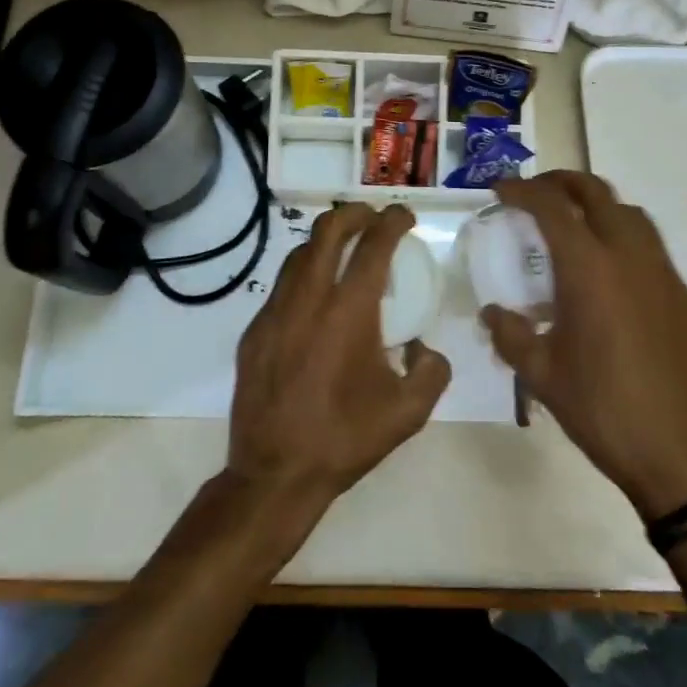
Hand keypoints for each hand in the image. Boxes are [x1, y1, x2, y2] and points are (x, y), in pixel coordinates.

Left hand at [225, 202, 451, 526]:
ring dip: (324, 241)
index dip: (393, 221)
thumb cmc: (345, 438)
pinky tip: (314, 298)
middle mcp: (309, 299)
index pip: (373, 245)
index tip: (404, 216)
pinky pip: (280, 286)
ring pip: (298, 254)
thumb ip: (432, 370)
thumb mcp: (409, 412)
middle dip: (354, 213)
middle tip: (372, 217)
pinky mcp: (254, 331)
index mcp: (349, 311)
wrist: (275, 473)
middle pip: (327, 231)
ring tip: (343, 250)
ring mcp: (274, 312)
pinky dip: (303, 275)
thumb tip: (423, 348)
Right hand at [482, 171, 686, 519]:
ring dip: (597, 206)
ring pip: (630, 214)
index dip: (522, 191)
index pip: (552, 207)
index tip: (501, 190)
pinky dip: (623, 240)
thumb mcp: (542, 375)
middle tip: (535, 192)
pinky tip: (611, 278)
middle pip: (596, 192)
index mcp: (590, 270)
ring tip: (573, 227)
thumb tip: (493, 313)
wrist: (683, 456)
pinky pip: (651, 249)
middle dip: (561, 182)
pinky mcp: (685, 298)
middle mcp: (630, 257)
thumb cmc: (603, 411)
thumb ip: (510, 335)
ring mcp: (664, 274)